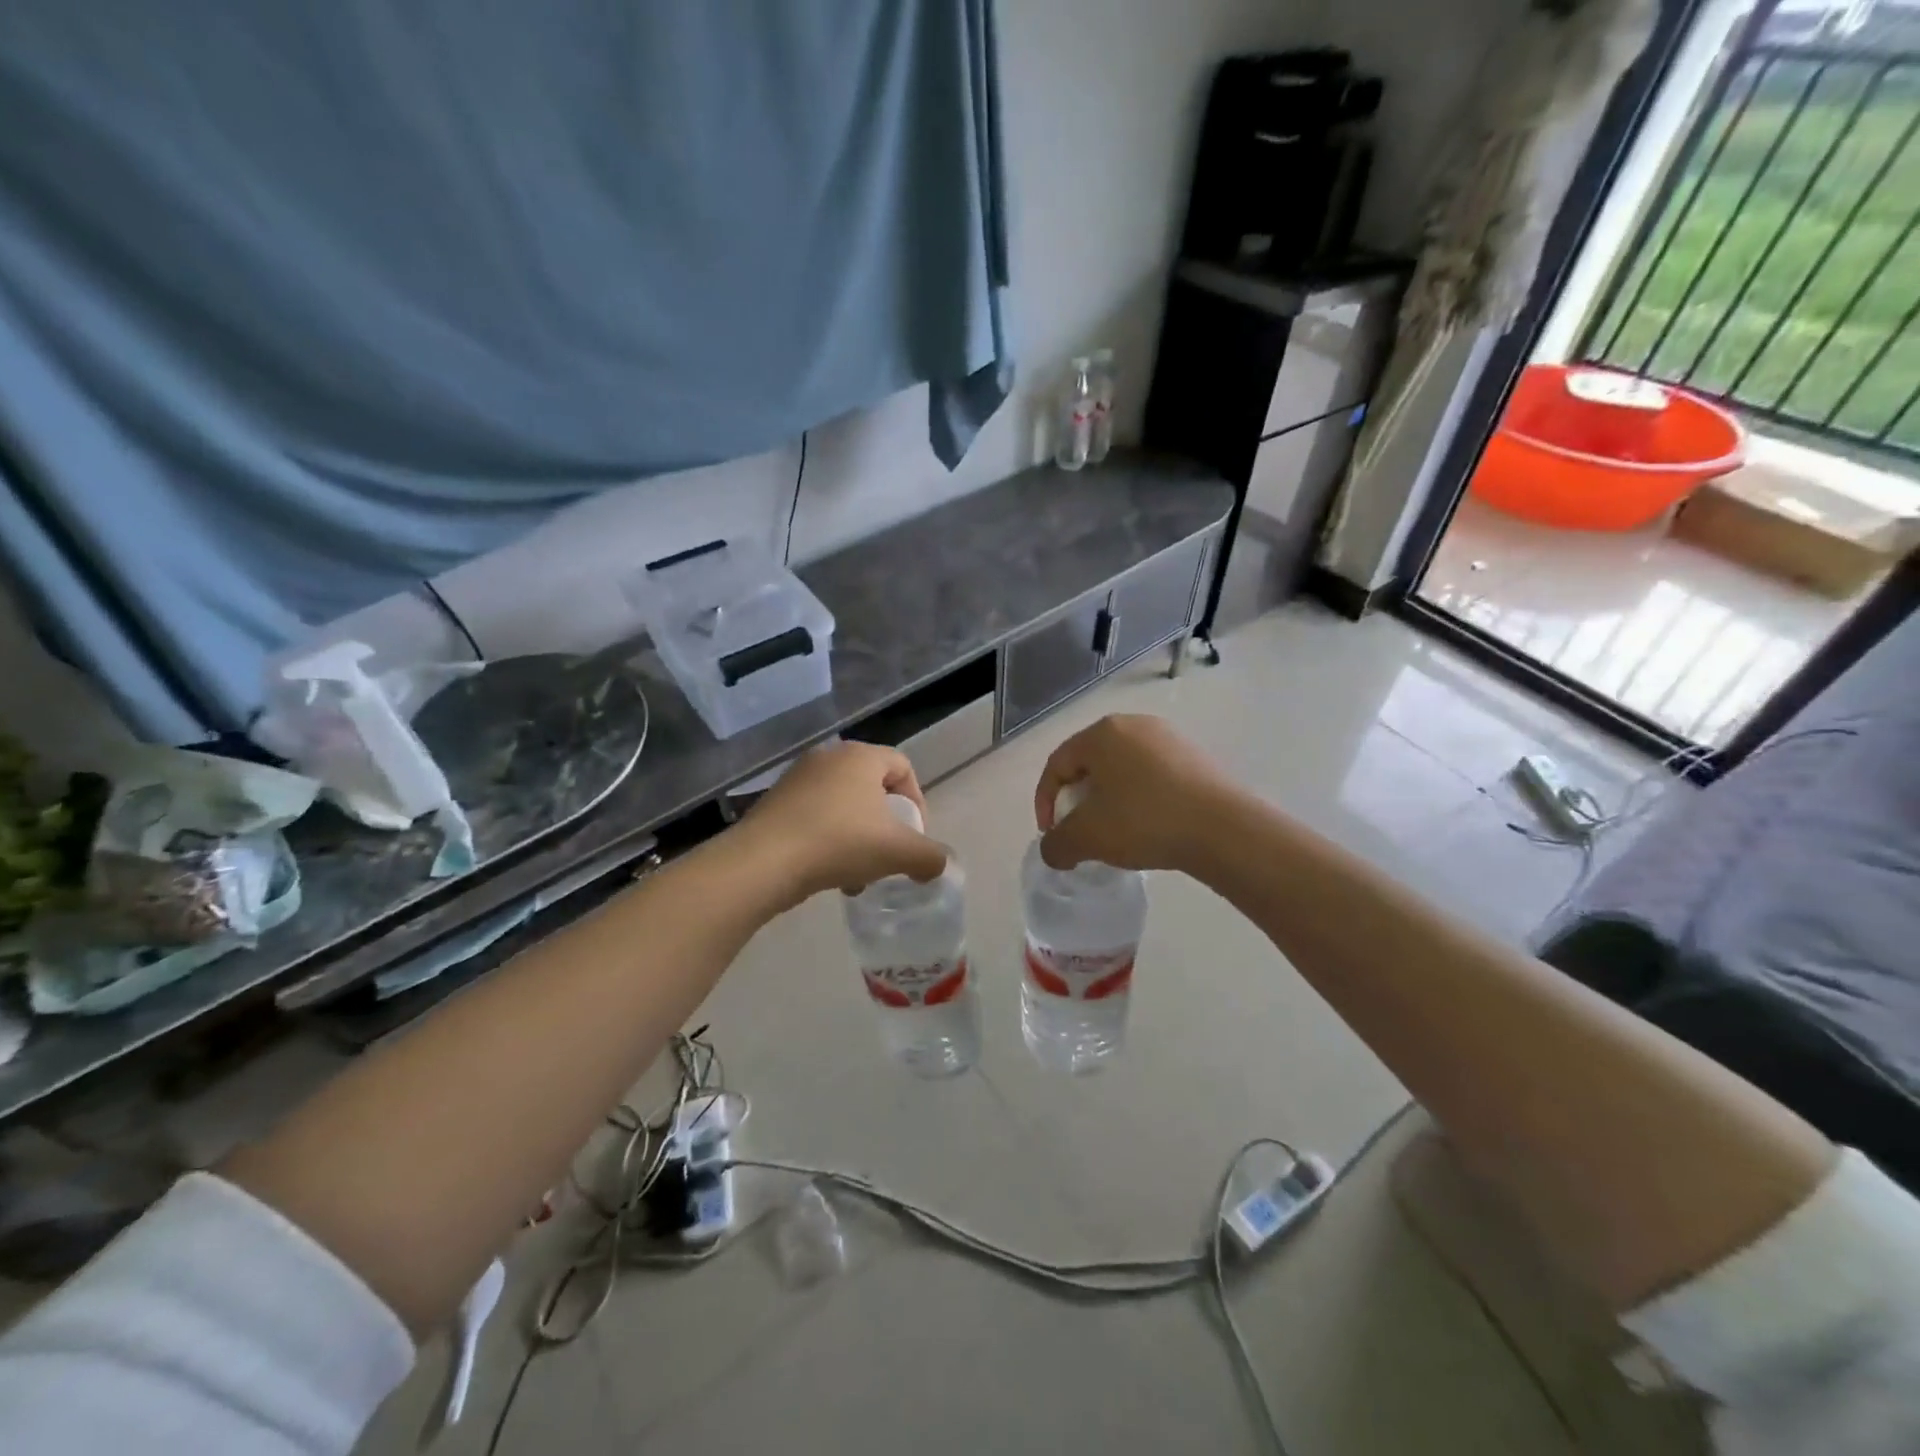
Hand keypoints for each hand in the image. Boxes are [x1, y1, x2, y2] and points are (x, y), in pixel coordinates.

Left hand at [739, 741, 948, 905]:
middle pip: (873, 787)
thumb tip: (939, 865)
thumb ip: (929, 857)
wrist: (763, 862)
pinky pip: (816, 815)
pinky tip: (829, 873)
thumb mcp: (898, 852)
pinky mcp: (775, 802)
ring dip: (859, 836)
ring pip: (844, 805)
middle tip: (889, 854)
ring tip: (859, 872)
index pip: (903, 767)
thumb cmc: (839, 843)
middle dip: (887, 824)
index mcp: (861, 756)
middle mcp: (828, 757)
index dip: (918, 801)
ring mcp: (797, 778)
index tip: (915, 836)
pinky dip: (830, 839)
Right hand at [1034, 715, 1236, 873]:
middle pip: (1090, 764)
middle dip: (1078, 801)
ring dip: (1110, 801)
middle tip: (1081, 832)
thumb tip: (1054, 850)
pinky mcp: (1195, 757)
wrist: (1223, 829)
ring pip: (1122, 770)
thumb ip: (1057, 844)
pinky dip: (1139, 799)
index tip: (1053, 834)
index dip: (1046, 801)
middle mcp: (1134, 724)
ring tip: (1115, 833)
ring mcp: (1169, 738)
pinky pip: (1152, 776)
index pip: (1057, 765)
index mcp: (1102, 733)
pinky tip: (1148, 827)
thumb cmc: (1144, 821)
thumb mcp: (1087, 838)